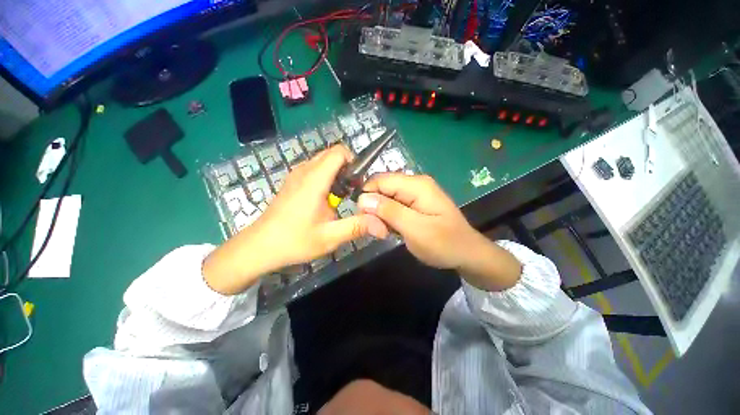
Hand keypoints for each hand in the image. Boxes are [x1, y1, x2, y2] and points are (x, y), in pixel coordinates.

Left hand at [204, 145, 387, 294]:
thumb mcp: (329, 237)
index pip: (338, 152)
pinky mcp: (292, 182)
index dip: (353, 161)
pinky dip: (326, 176)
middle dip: (347, 168)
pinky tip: (325, 199)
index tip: (359, 182)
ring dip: (336, 173)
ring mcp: (295, 175)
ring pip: (322, 161)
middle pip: (331, 154)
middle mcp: (304, 171)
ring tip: (339, 197)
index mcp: (314, 181)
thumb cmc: (293, 241)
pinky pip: (314, 169)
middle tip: (351, 192)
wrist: (259, 247)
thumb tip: (383, 225)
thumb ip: (357, 227)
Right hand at [358, 173, 521, 290]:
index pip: (380, 180)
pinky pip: (393, 206)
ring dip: (381, 215)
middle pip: (382, 188)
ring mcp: (415, 194)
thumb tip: (362, 198)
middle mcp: (414, 184)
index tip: (364, 218)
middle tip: (379, 230)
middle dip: (374, 207)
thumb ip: (389, 211)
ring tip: (387, 232)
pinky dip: (388, 218)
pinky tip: (393, 230)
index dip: (367, 196)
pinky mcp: (414, 204)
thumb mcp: (415, 229)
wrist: (467, 254)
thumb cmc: (444, 244)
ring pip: (386, 198)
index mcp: (416, 185)